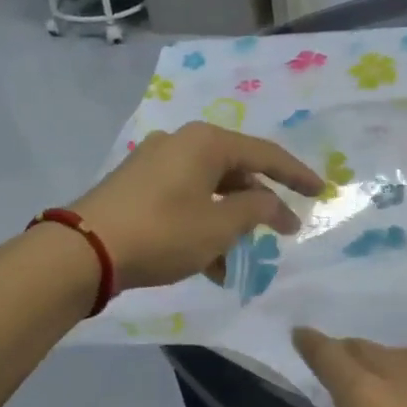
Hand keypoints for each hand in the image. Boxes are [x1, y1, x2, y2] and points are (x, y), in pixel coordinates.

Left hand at [70, 123, 322, 291]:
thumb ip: (256, 211)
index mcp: (206, 142)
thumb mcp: (219, 226)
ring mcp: (155, 163)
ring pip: (209, 191)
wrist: (84, 250)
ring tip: (239, 260)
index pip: (265, 155)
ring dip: (229, 223)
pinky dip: (202, 226)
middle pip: (235, 171)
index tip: (321, 192)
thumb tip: (272, 204)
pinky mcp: (136, 185)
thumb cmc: (162, 233)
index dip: (297, 175)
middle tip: (281, 231)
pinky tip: (207, 264)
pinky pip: (184, 200)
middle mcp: (181, 143)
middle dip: (258, 205)